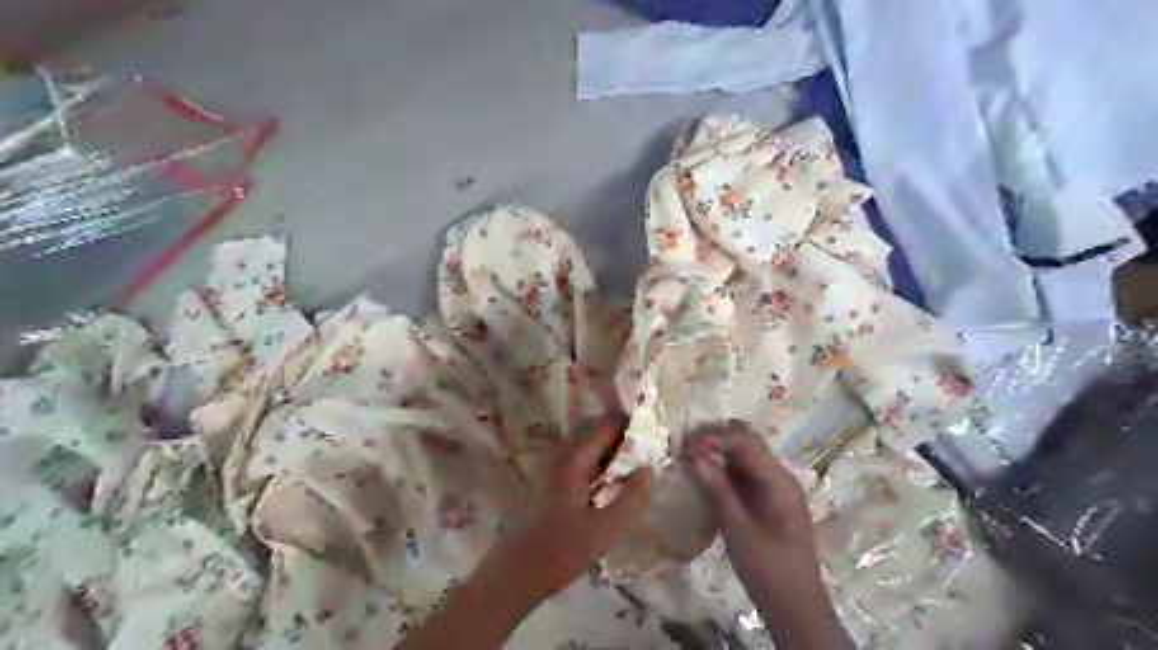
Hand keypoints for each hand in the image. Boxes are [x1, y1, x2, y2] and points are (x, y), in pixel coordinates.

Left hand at [490, 418, 655, 601]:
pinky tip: (611, 485)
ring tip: (634, 467)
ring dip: (610, 452)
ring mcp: (553, 471)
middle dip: (620, 438)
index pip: (604, 428)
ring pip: (586, 449)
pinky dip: (599, 465)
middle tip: (645, 452)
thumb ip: (631, 497)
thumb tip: (649, 469)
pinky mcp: (551, 486)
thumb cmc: (562, 549)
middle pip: (594, 434)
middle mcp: (561, 458)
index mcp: (574, 461)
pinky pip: (580, 463)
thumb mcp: (606, 528)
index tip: (652, 436)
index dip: (629, 428)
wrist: (517, 573)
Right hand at [679, 420, 848, 648]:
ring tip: (686, 459)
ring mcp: (772, 488)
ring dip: (715, 454)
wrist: (796, 611)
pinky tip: (701, 478)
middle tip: (683, 449)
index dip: (714, 439)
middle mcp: (777, 477)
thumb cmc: (771, 572)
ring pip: (741, 456)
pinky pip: (740, 475)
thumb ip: (717, 492)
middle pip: (745, 443)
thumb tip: (693, 456)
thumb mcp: (739, 533)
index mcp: (779, 481)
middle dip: (714, 440)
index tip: (684, 447)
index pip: (745, 442)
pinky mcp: (763, 501)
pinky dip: (720, 471)